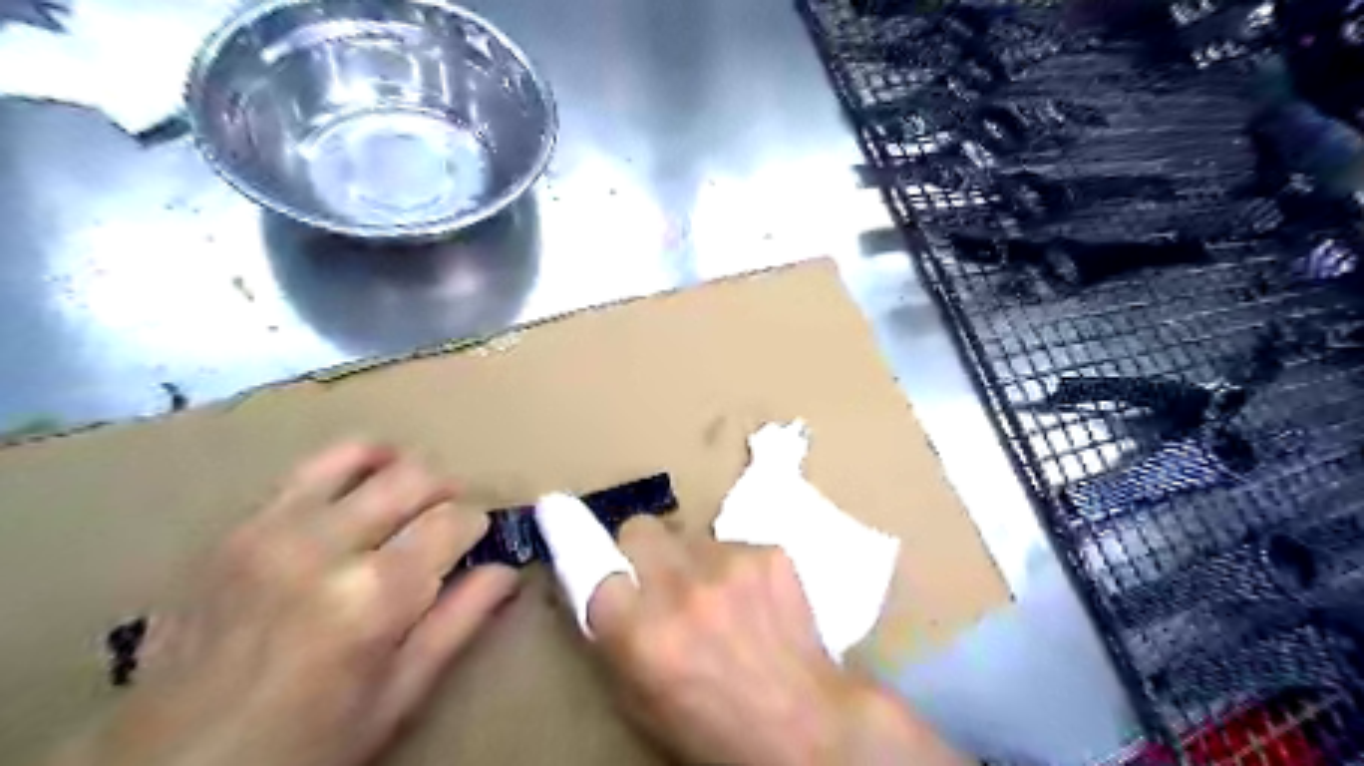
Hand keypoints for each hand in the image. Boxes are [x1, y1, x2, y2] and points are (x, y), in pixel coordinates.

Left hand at [49, 441, 515, 765]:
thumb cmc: (303, 746)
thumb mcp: (397, 697)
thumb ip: (459, 623)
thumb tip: (506, 570)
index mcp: (373, 596)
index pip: (455, 520)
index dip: (478, 527)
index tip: (476, 544)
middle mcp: (325, 546)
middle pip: (416, 476)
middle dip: (447, 493)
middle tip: (447, 523)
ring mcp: (273, 529)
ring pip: (364, 455)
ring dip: (401, 469)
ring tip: (408, 497)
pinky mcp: (238, 527)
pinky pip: (308, 468)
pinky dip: (348, 465)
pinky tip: (360, 487)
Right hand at [536, 500, 970, 764]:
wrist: (805, 726)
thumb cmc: (714, 727)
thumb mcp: (641, 699)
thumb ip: (614, 638)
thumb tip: (601, 588)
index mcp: (640, 632)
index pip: (591, 562)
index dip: (585, 550)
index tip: (569, 521)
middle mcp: (680, 587)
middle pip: (640, 528)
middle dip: (641, 548)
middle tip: (659, 575)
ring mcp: (729, 563)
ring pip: (691, 535)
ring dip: (693, 560)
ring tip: (717, 597)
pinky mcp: (769, 552)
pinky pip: (733, 544)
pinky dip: (734, 566)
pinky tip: (753, 600)